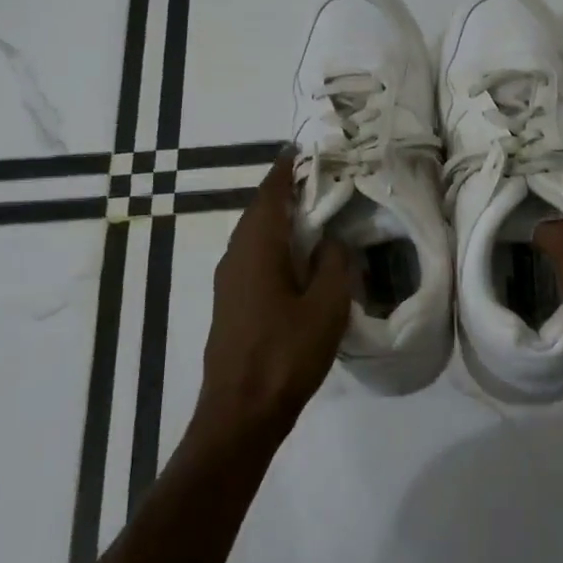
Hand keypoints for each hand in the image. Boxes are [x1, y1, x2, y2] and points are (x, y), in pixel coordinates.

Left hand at [196, 153, 353, 436]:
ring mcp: (229, 281)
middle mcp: (236, 255)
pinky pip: (254, 258)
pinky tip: (298, 259)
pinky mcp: (231, 303)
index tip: (306, 151)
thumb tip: (332, 240)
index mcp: (257, 247)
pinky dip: (276, 245)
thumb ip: (333, 265)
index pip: (270, 193)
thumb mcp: (325, 307)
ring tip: (315, 214)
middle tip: (321, 180)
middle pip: (260, 211)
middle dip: (286, 192)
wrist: (240, 412)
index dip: (287, 169)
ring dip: (281, 220)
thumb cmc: (285, 354)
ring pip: (255, 236)